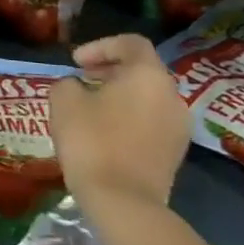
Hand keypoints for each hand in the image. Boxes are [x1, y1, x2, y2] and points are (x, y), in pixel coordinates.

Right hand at [50, 34, 191, 210]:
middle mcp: (172, 95)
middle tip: (82, 79)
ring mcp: (179, 126)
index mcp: (148, 75)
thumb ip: (68, 83)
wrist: (123, 202)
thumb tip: (77, 87)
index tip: (76, 62)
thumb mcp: (64, 101)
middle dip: (110, 70)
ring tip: (92, 107)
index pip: (131, 43)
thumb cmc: (92, 141)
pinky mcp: (176, 152)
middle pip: (142, 70)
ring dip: (121, 95)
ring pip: (148, 97)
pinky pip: (152, 121)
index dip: (101, 46)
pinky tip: (106, 132)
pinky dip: (130, 117)